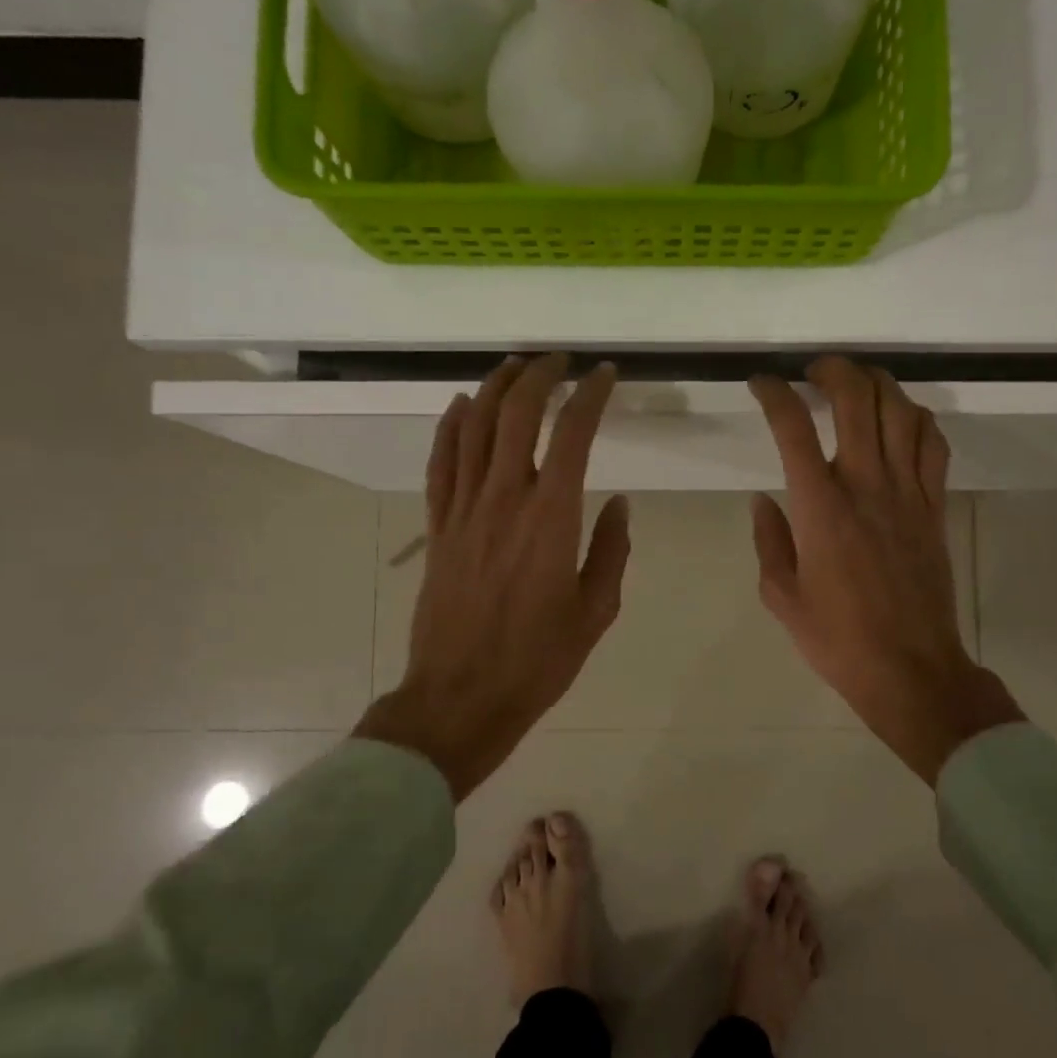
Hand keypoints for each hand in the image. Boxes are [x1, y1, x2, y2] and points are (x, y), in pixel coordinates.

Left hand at [358, 356, 630, 800]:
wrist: (461, 697)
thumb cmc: (538, 660)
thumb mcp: (596, 611)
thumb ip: (611, 550)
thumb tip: (617, 503)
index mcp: (552, 519)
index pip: (573, 434)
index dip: (591, 395)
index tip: (605, 376)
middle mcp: (504, 501)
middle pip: (516, 415)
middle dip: (540, 376)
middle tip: (560, 361)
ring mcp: (464, 511)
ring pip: (474, 428)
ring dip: (495, 389)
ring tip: (516, 367)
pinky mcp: (439, 527)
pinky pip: (441, 462)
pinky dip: (450, 426)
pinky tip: (461, 406)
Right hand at [750, 358, 1022, 785]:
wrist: (910, 668)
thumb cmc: (836, 638)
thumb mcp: (780, 595)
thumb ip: (768, 539)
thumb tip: (764, 500)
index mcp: (819, 507)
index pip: (793, 427)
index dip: (774, 394)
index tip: (761, 383)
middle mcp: (865, 485)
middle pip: (857, 398)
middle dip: (833, 369)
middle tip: (815, 372)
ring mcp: (907, 493)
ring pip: (901, 410)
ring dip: (878, 384)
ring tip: (858, 385)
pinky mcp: (935, 507)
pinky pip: (934, 445)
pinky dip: (918, 419)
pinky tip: (902, 420)